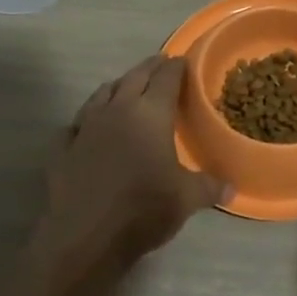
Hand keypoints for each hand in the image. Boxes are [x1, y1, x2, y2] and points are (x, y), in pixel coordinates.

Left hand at [37, 56, 226, 270]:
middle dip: (149, 68)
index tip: (183, 61)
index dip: (177, 67)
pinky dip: (87, 119)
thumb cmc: (144, 208)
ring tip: (126, 87)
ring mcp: (85, 126)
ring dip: (117, 86)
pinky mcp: (63, 147)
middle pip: (134, 77)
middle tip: (160, 63)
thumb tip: (233, 187)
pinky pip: (77, 123)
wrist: (86, 234)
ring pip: (102, 93)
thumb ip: (210, 186)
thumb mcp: (187, 199)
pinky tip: (89, 127)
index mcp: (150, 113)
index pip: (166, 78)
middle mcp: (116, 110)